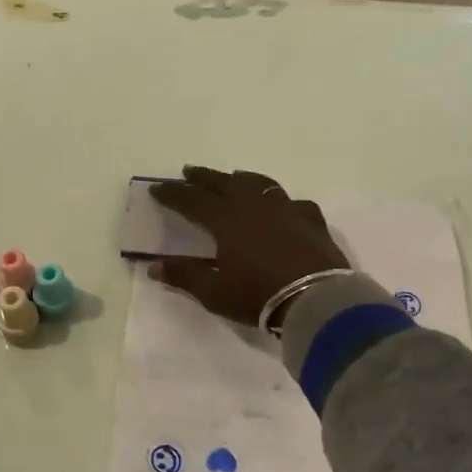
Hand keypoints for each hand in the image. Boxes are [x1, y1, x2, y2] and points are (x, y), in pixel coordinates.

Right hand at [149, 167, 347, 326]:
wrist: (317, 300)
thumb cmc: (259, 295)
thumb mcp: (214, 292)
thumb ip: (184, 275)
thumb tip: (154, 265)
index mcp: (226, 219)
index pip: (192, 200)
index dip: (172, 194)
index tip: (156, 189)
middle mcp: (254, 205)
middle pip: (223, 183)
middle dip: (203, 177)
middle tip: (188, 171)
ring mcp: (286, 209)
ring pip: (259, 184)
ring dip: (240, 179)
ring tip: (233, 178)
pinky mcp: (311, 220)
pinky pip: (293, 202)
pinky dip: (281, 201)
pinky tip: (282, 206)